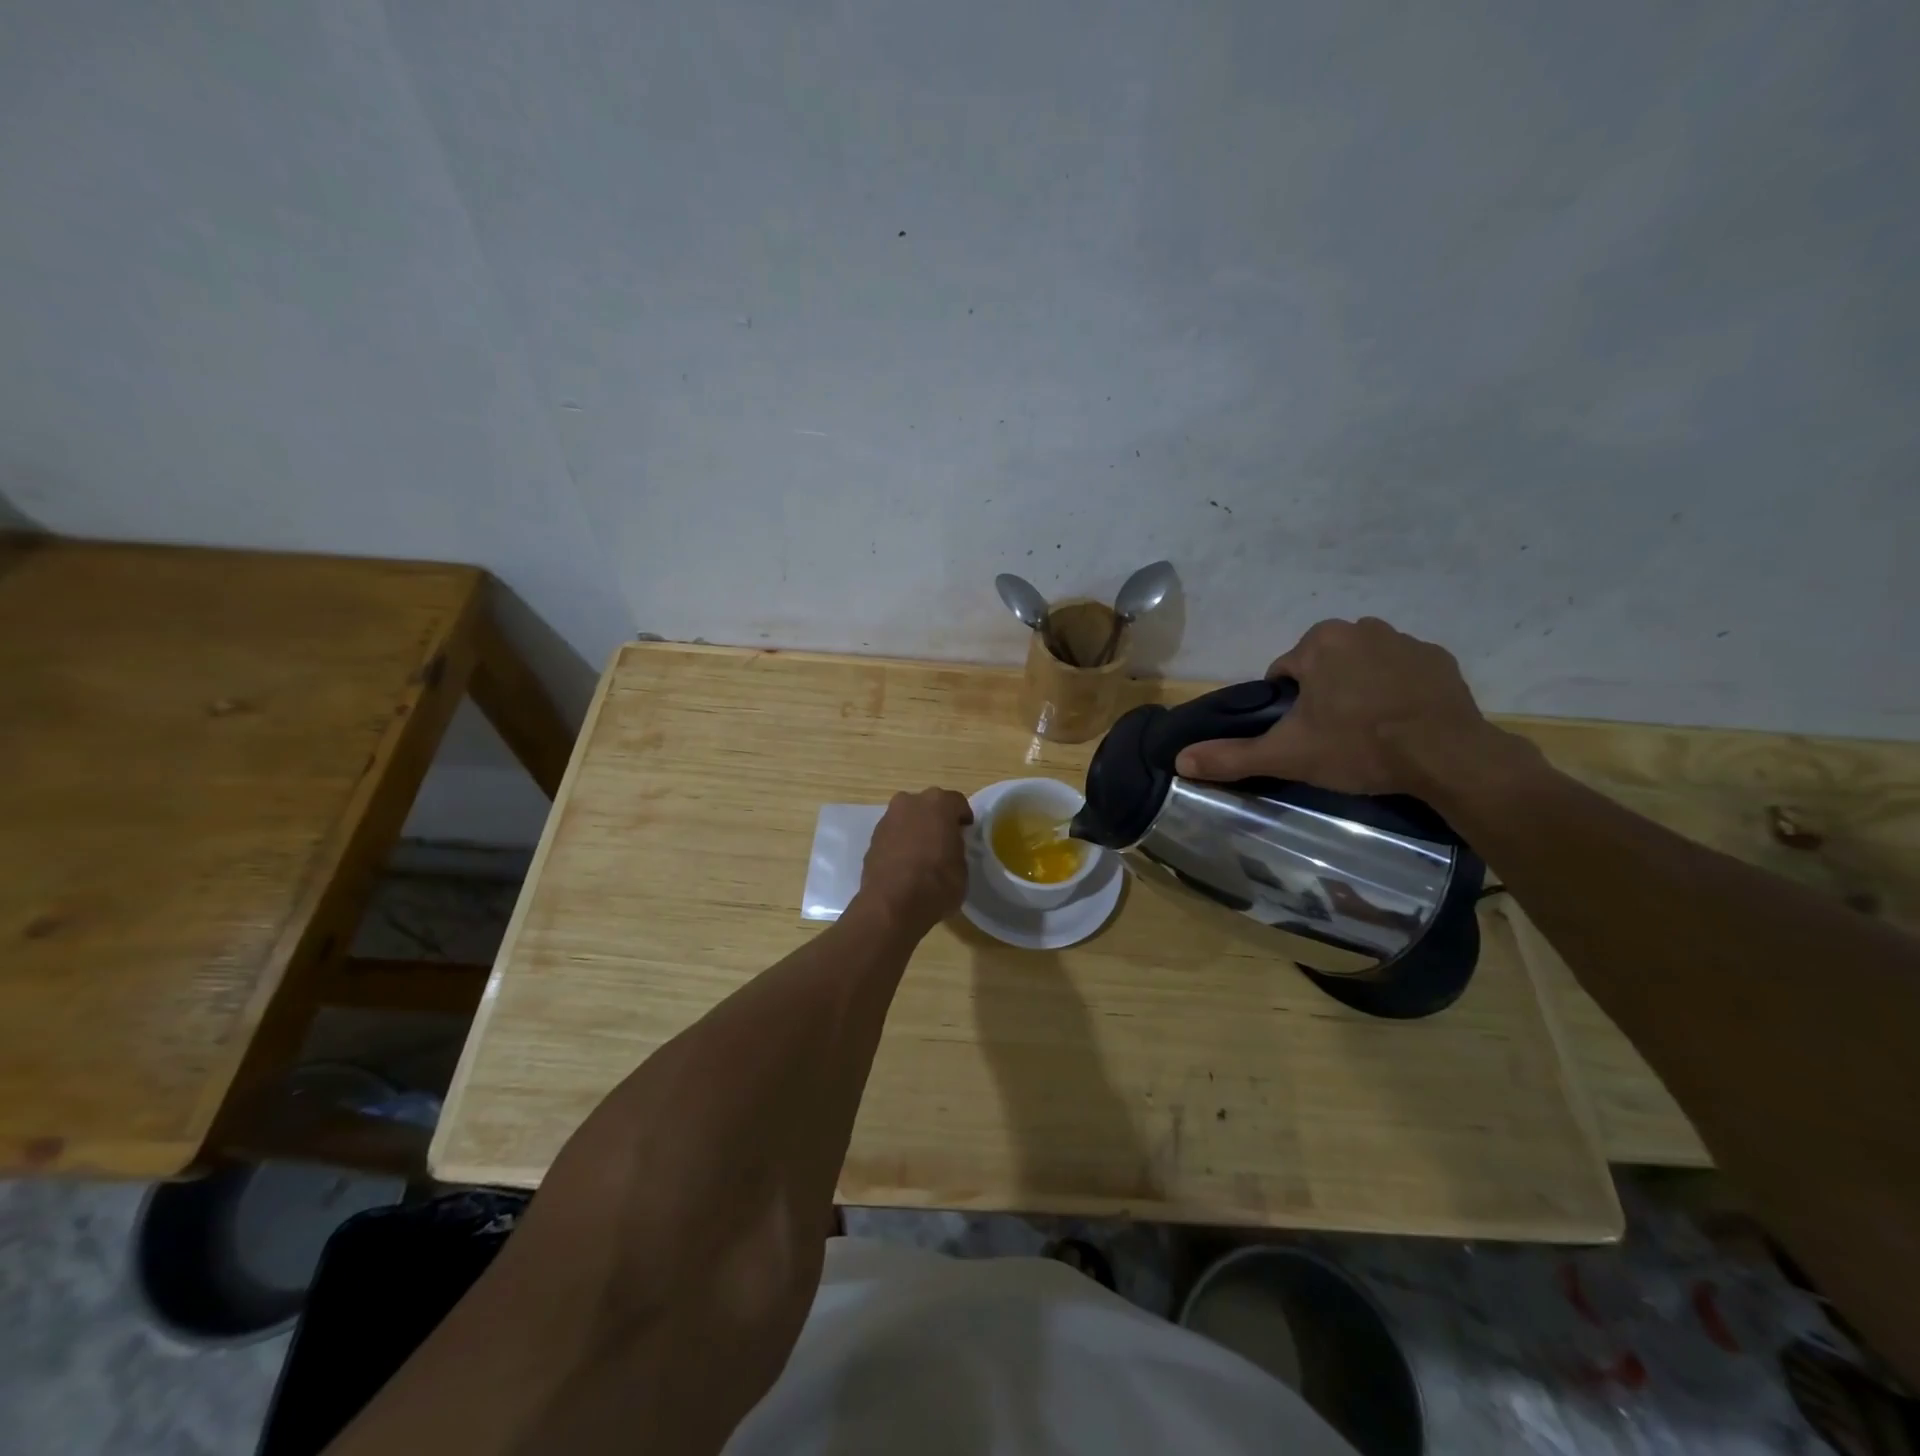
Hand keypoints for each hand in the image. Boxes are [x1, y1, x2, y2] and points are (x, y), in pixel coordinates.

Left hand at [854, 788, 973, 934]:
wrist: (892, 905)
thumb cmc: (937, 883)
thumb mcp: (962, 867)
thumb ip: (956, 847)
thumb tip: (949, 847)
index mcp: (938, 803)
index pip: (957, 803)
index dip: (962, 819)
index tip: (965, 834)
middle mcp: (910, 802)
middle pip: (928, 806)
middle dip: (936, 820)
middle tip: (943, 842)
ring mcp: (888, 819)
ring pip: (907, 819)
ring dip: (915, 830)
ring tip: (922, 856)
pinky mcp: (872, 838)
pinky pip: (893, 835)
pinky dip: (899, 844)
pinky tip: (905, 865)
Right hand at [1174, 617, 1522, 796]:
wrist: (1447, 756)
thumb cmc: (1358, 747)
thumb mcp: (1287, 754)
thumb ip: (1232, 756)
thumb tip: (1179, 760)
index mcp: (1318, 643)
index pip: (1284, 672)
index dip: (1288, 706)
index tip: (1304, 734)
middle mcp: (1360, 628)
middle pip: (1323, 664)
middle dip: (1324, 693)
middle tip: (1334, 736)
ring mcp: (1405, 641)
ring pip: (1362, 665)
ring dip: (1359, 689)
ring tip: (1368, 731)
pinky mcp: (1440, 659)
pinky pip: (1402, 671)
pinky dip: (1396, 690)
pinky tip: (1401, 722)